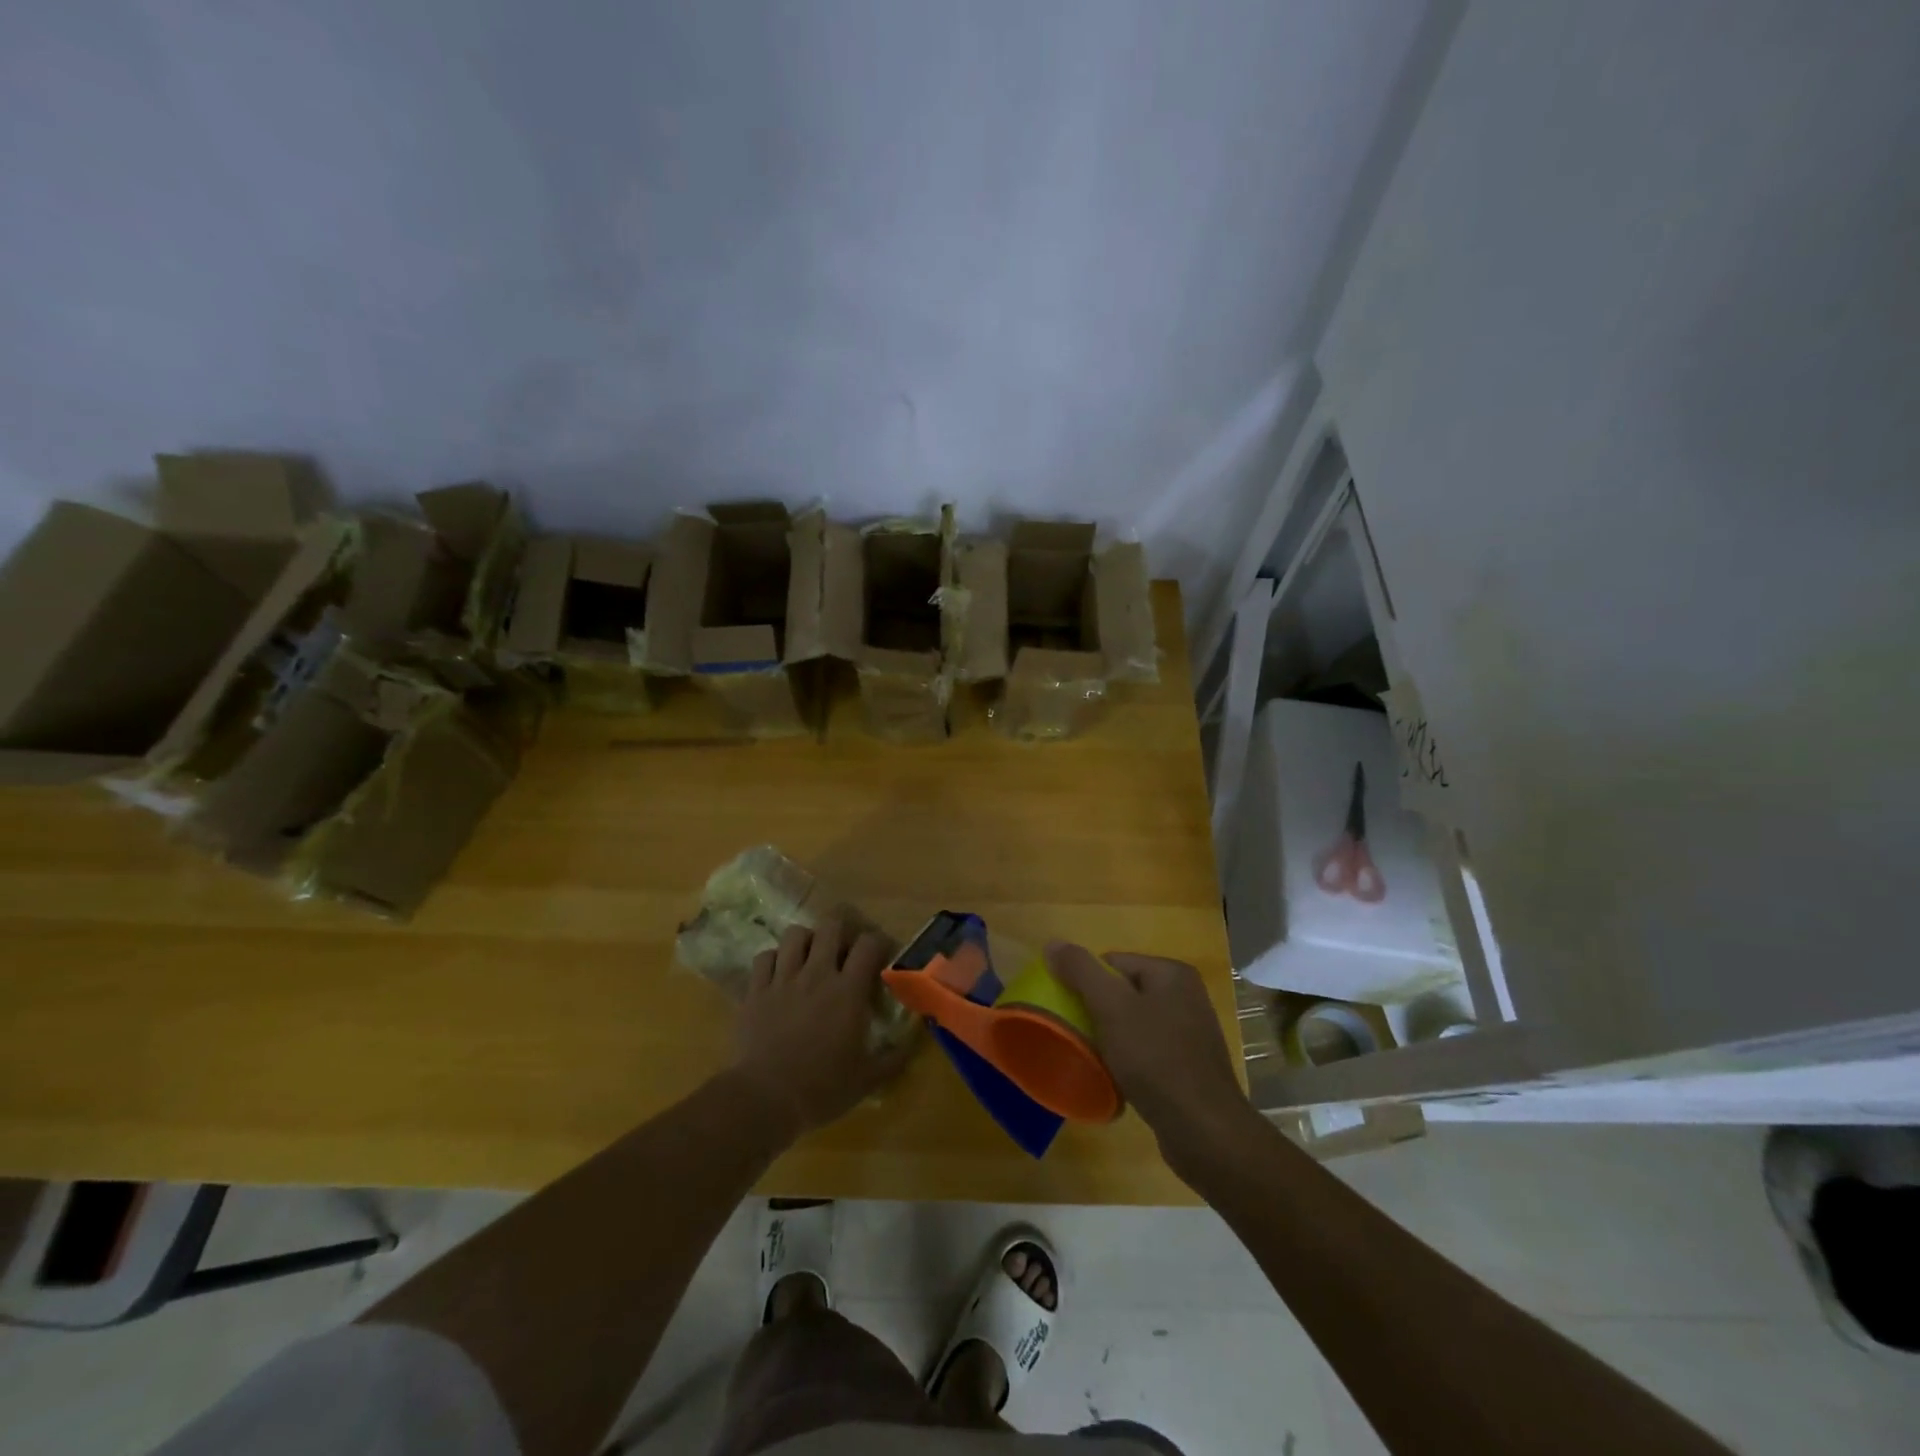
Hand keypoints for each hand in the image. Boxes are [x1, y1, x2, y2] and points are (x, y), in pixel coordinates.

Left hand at [732, 917, 913, 1139]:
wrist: (765, 1098)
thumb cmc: (822, 1088)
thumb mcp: (868, 1079)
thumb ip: (895, 1057)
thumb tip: (915, 1039)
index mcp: (848, 991)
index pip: (869, 943)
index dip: (878, 942)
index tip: (882, 955)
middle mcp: (817, 974)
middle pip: (831, 926)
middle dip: (842, 930)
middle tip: (845, 949)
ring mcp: (783, 979)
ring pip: (795, 934)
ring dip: (806, 940)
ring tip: (810, 957)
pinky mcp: (756, 990)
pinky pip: (764, 956)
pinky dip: (774, 959)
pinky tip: (779, 974)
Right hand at [1046, 943, 1258, 1181]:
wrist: (1204, 1131)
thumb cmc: (1156, 1060)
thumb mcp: (1111, 1008)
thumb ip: (1081, 971)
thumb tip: (1053, 943)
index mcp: (1171, 973)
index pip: (1112, 962)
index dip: (1086, 985)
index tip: (1072, 1013)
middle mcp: (1186, 995)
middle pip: (1122, 992)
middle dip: (1098, 1013)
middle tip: (1081, 1037)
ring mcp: (1191, 1031)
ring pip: (1133, 1023)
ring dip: (1112, 1038)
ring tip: (1097, 1060)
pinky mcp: (1190, 1065)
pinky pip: (1147, 1050)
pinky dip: (1130, 1060)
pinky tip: (1119, 1078)